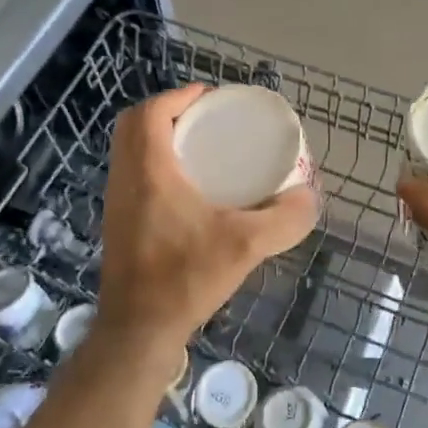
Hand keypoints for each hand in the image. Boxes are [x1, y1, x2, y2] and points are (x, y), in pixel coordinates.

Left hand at [97, 85, 317, 355]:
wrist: (138, 331)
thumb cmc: (185, 278)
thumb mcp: (246, 245)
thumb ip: (285, 219)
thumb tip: (310, 196)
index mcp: (148, 171)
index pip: (148, 114)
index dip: (177, 96)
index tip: (210, 98)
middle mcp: (125, 179)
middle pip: (134, 126)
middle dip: (168, 112)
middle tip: (206, 120)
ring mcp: (117, 202)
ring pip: (129, 151)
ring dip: (158, 137)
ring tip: (201, 146)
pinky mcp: (118, 223)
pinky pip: (132, 174)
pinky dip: (154, 163)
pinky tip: (188, 186)